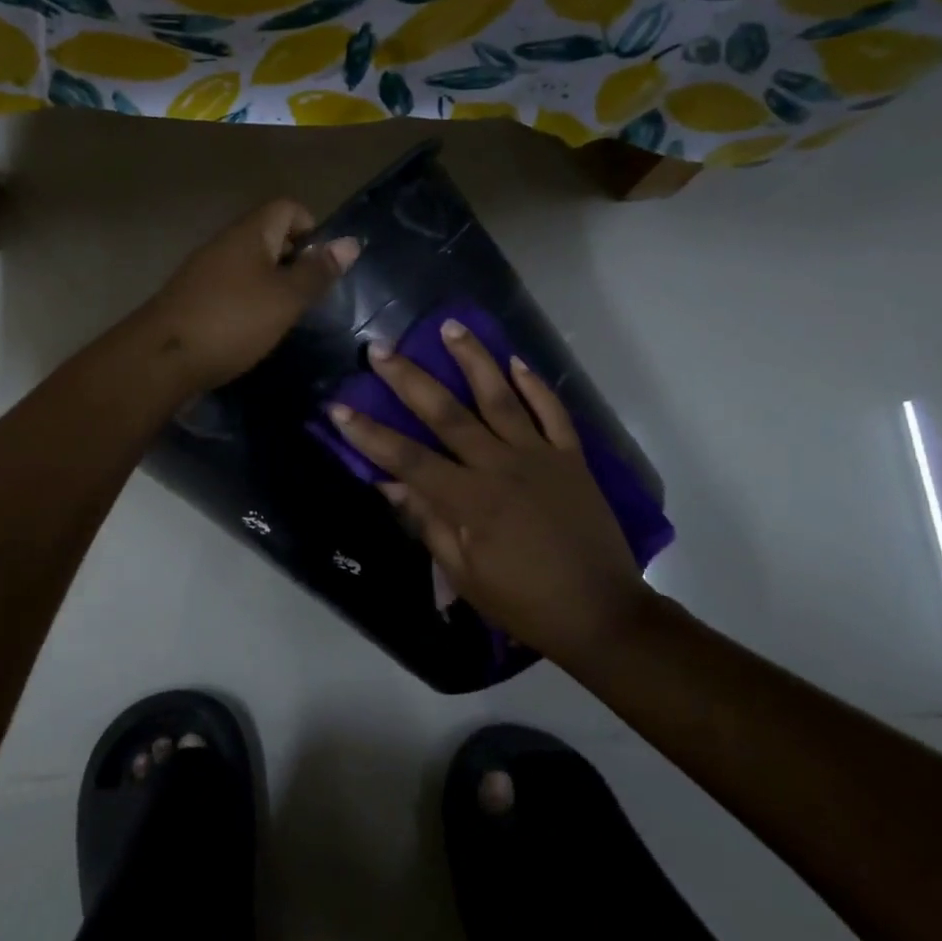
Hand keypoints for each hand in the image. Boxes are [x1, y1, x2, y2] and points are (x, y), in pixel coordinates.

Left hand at [139, 199, 359, 394]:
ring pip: (251, 265)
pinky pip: (232, 288)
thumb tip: (350, 242)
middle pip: (270, 236)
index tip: (322, 268)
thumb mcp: (285, 298)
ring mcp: (205, 270)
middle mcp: (225, 243)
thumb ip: (317, 272)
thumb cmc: (232, 322)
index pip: (289, 207)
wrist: (161, 359)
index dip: (312, 229)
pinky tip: (253, 331)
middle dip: (295, 262)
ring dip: (273, 286)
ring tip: (284, 318)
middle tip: (308, 298)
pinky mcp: (194, 298)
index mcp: (249, 232)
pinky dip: (249, 303)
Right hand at [329, 320, 658, 664]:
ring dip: (473, 360)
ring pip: (500, 398)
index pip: (408, 459)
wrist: (602, 613)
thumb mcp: (465, 575)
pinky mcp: (572, 458)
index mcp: (470, 500)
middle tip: (380, 348)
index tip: (339, 407)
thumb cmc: (525, 603)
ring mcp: (540, 457)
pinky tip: (516, 361)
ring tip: (450, 327)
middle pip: (447, 414)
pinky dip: (536, 386)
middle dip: (409, 380)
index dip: (370, 434)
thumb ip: (428, 524)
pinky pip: (553, 413)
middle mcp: (501, 466)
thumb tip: (389, 485)